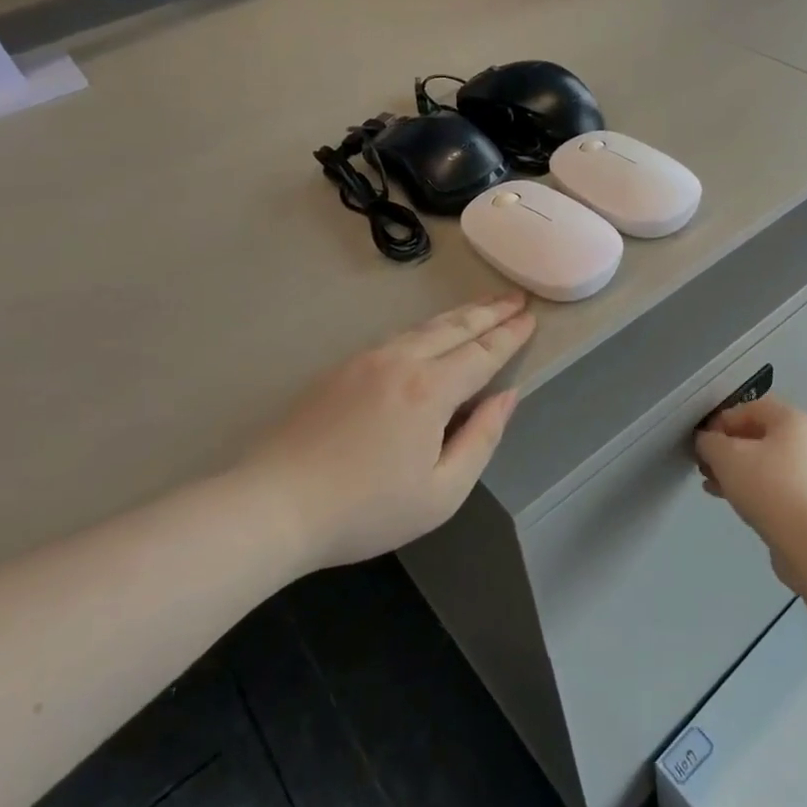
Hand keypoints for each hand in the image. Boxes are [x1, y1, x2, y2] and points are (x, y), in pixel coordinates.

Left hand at [248, 292, 535, 572]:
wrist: (274, 505)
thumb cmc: (365, 510)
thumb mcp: (441, 493)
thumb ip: (481, 439)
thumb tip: (508, 396)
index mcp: (430, 390)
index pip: (483, 353)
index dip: (510, 335)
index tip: (532, 317)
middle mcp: (401, 361)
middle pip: (456, 327)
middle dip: (491, 311)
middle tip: (517, 296)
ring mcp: (367, 360)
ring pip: (425, 326)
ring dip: (460, 314)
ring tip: (485, 305)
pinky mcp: (342, 368)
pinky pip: (398, 336)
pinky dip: (427, 327)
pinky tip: (432, 332)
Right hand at [696, 397, 806, 584]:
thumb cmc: (769, 488)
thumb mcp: (727, 457)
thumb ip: (709, 442)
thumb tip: (706, 441)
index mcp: (794, 420)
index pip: (750, 407)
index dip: (721, 420)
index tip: (701, 442)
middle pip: (758, 435)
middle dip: (726, 448)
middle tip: (703, 464)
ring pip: (765, 463)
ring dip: (735, 470)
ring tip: (710, 483)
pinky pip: (775, 486)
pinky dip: (752, 488)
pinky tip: (728, 500)